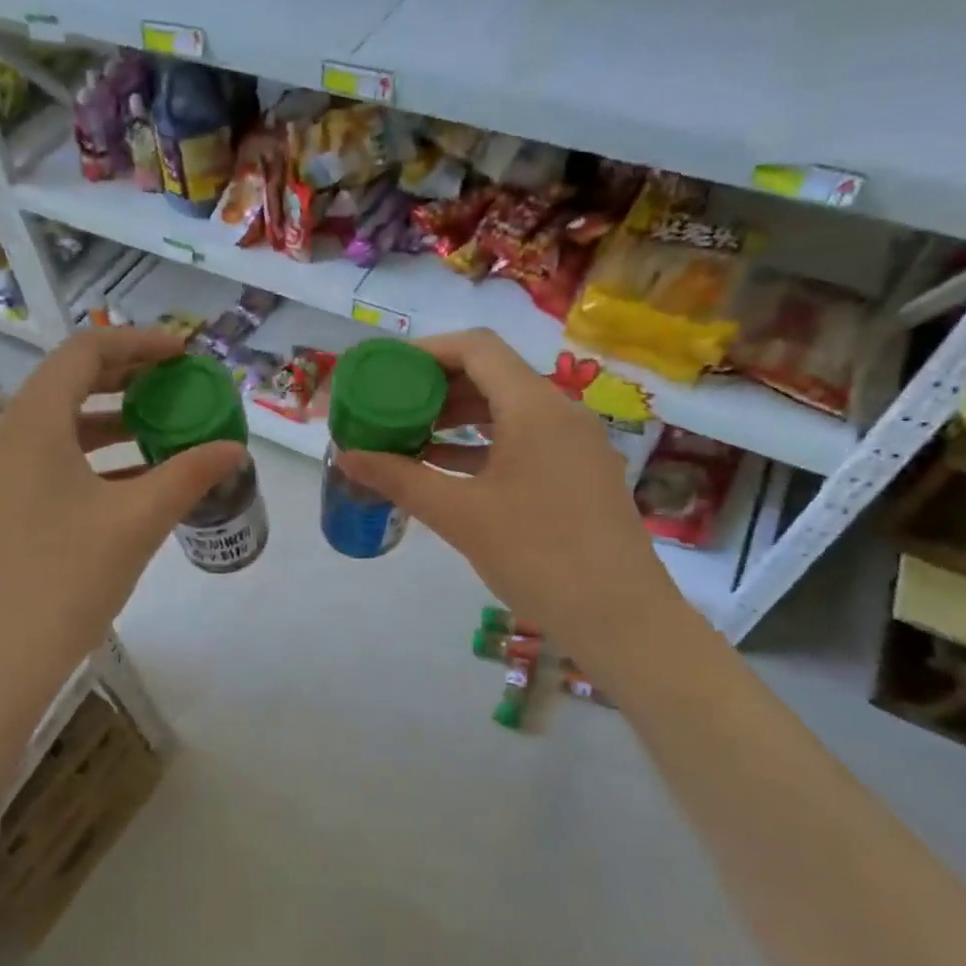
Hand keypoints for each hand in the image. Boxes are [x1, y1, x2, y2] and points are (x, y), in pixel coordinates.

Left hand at [0, 329, 246, 698]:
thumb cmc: (62, 580)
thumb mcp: (136, 523)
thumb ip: (188, 476)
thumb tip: (235, 451)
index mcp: (32, 423)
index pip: (86, 351)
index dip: (140, 344)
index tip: (185, 356)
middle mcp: (5, 438)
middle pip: (70, 384)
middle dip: (129, 380)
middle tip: (178, 389)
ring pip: (60, 427)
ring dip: (112, 422)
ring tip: (161, 436)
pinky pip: (49, 463)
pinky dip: (92, 459)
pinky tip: (129, 486)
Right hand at [333, 330, 687, 658]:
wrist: (620, 617)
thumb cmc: (536, 555)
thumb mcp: (459, 515)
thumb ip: (400, 479)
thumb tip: (346, 457)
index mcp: (534, 407)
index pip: (477, 348)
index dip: (428, 351)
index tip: (389, 370)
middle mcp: (562, 412)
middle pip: (494, 376)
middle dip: (439, 388)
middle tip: (394, 408)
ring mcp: (577, 444)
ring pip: (511, 410)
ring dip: (461, 419)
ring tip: (414, 438)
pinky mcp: (581, 473)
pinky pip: (528, 440)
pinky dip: (487, 445)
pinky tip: (452, 469)